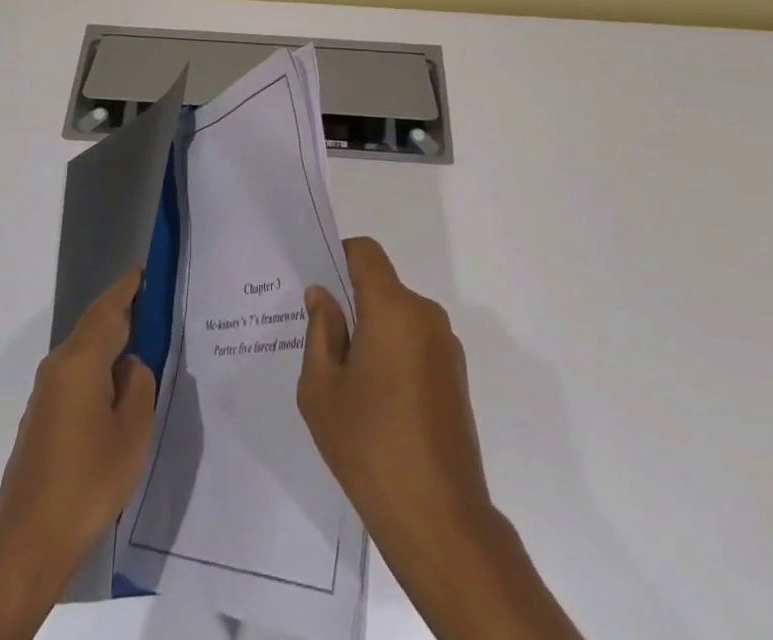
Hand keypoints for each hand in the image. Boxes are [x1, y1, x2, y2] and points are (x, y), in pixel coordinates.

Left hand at [0, 267, 156, 568]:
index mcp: (81, 359)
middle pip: (95, 325)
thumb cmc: (88, 480)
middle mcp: (59, 365)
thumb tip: (130, 365)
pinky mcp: (42, 416)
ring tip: (143, 345)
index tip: (146, 269)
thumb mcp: (132, 430)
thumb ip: (139, 384)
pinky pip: (77, 375)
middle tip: (155, 306)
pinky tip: (117, 389)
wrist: (27, 541)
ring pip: (85, 352)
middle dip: (122, 312)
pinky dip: (99, 368)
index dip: (128, 287)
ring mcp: (46, 391)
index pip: (109, 308)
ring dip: (111, 343)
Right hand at [300, 238, 578, 639]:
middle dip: (351, 303)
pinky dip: (393, 354)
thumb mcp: (322, 390)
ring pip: (398, 317)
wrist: (440, 520)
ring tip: (346, 378)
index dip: (338, 256)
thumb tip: (322, 297)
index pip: (365, 252)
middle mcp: (425, 316)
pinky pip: (416, 344)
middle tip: (320, 339)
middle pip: (382, 287)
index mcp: (393, 309)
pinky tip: (375, 401)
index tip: (317, 284)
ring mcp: (446, 348)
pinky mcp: (456, 377)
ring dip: (373, 331)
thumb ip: (320, 333)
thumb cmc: (370, 448)